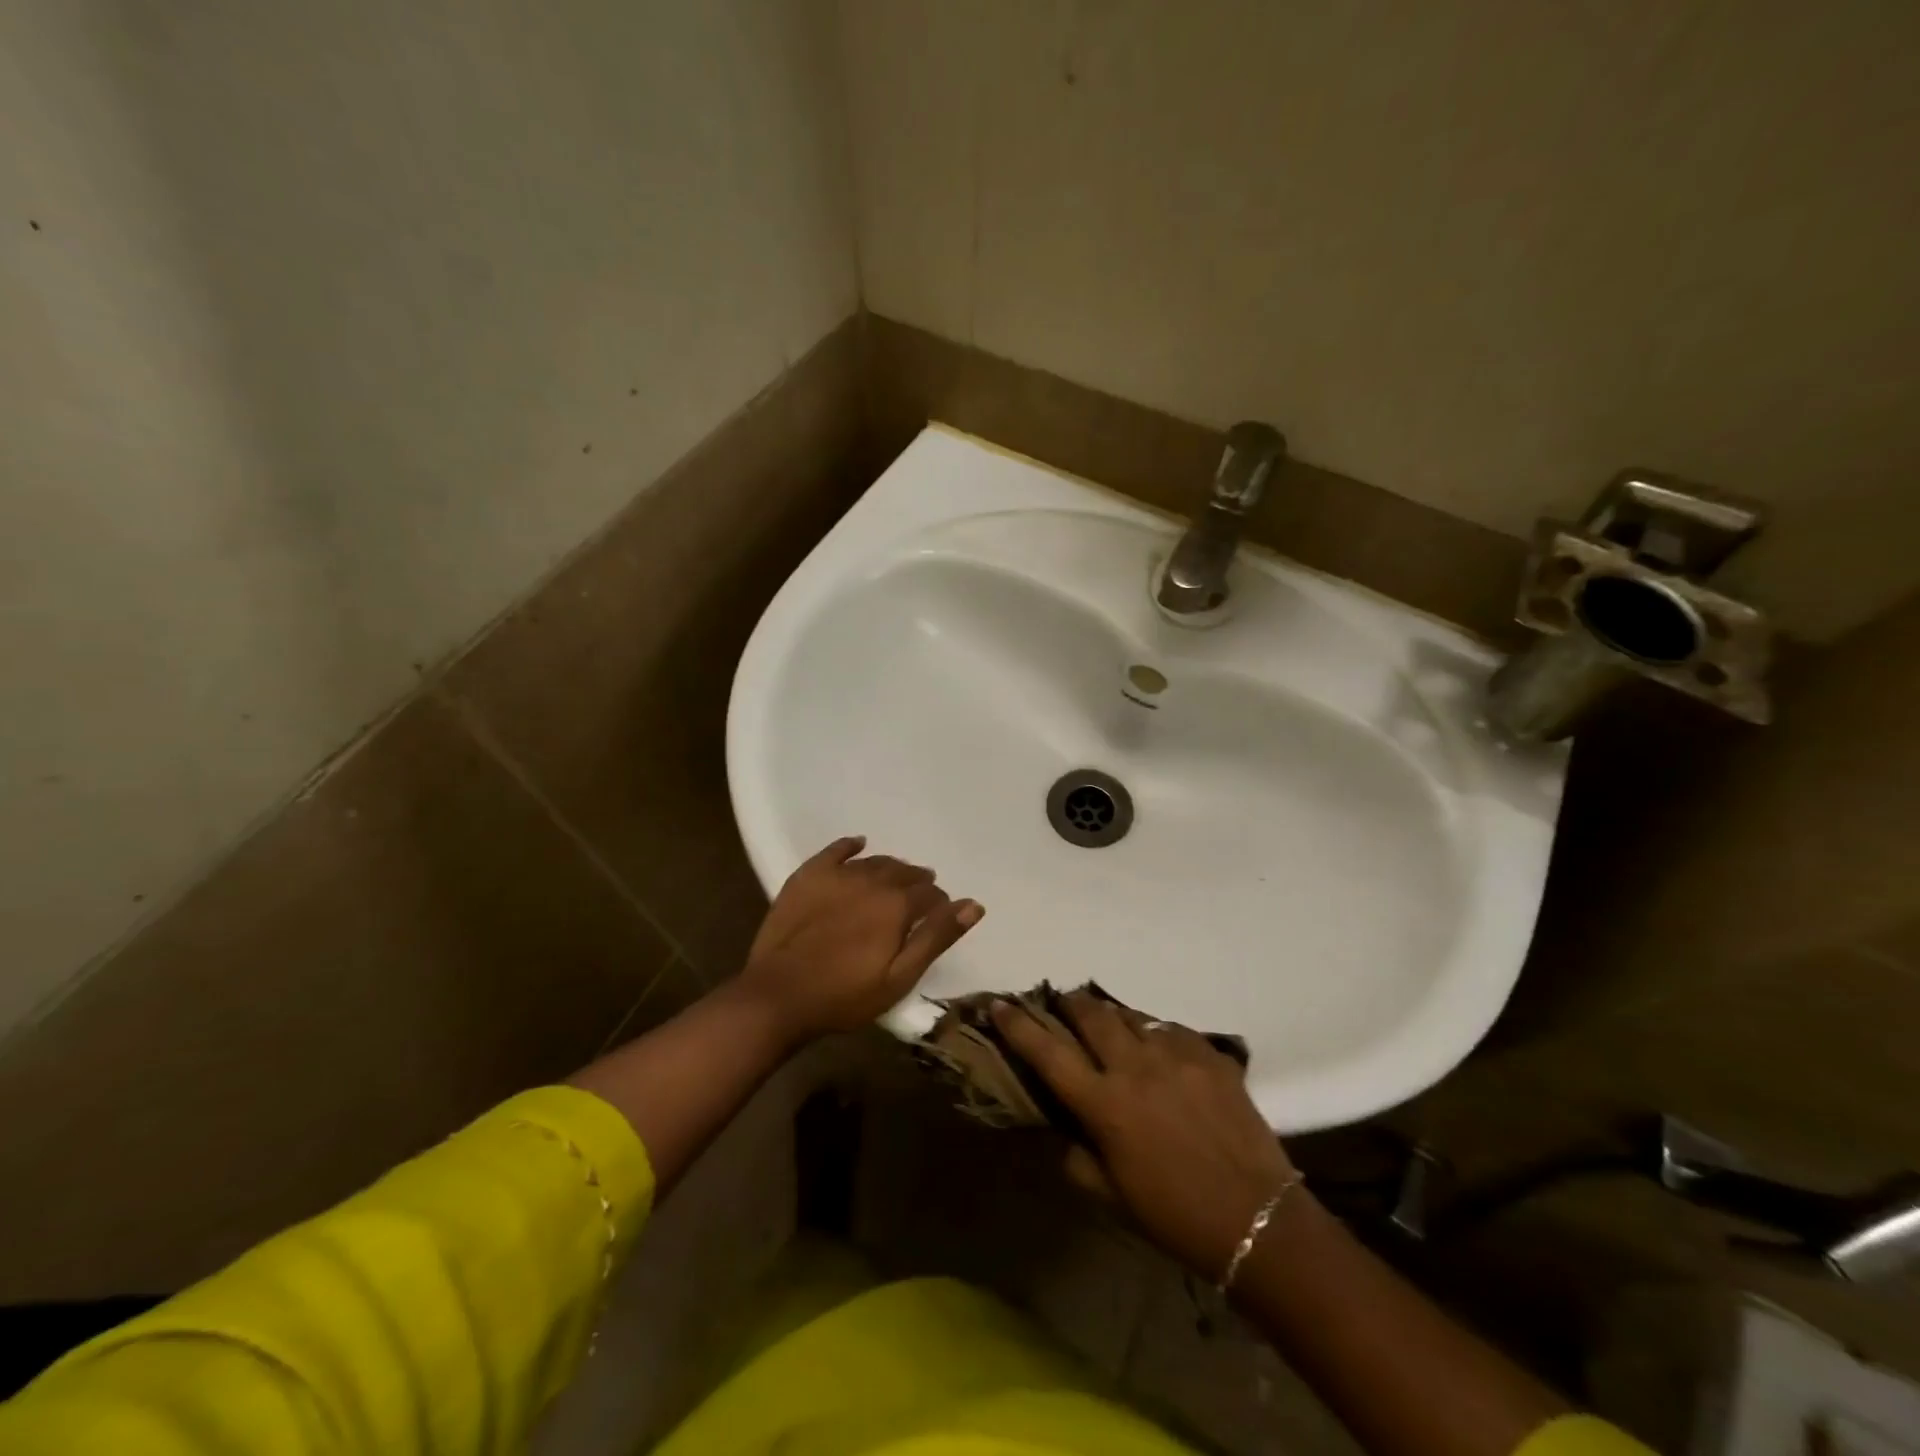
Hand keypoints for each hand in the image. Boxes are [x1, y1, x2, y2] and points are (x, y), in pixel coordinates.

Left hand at [740, 836, 982, 1042]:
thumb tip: (973, 904)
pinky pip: (836, 850)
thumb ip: (937, 937)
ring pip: (875, 862)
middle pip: (904, 873)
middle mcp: (872, 880)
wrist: (778, 995)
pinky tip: (858, 845)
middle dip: (917, 884)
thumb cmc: (845, 995)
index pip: (930, 894)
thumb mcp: (899, 976)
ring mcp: (837, 875)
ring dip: (891, 869)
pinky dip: (851, 846)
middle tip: (918, 899)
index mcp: (897, 905)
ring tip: (895, 880)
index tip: (938, 918)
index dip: (939, 905)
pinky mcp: (808, 876)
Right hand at [993, 990, 1295, 1281]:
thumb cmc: (1176, 1216)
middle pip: (1091, 1015)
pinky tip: (1158, 1048)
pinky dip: (1155, 1032)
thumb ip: (1077, 1158)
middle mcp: (1135, 1067)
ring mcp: (1176, 1054)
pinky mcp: (1210, 1054)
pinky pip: (1171, 1029)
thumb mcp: (1113, 1198)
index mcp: (1105, 1105)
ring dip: (1112, 1016)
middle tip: (1062, 1005)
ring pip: (1131, 1016)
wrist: (1259, 1220)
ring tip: (1108, 1024)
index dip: (1018, 1025)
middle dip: (1069, 1004)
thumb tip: (1060, 1129)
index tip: (1000, 1003)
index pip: (1048, 1052)